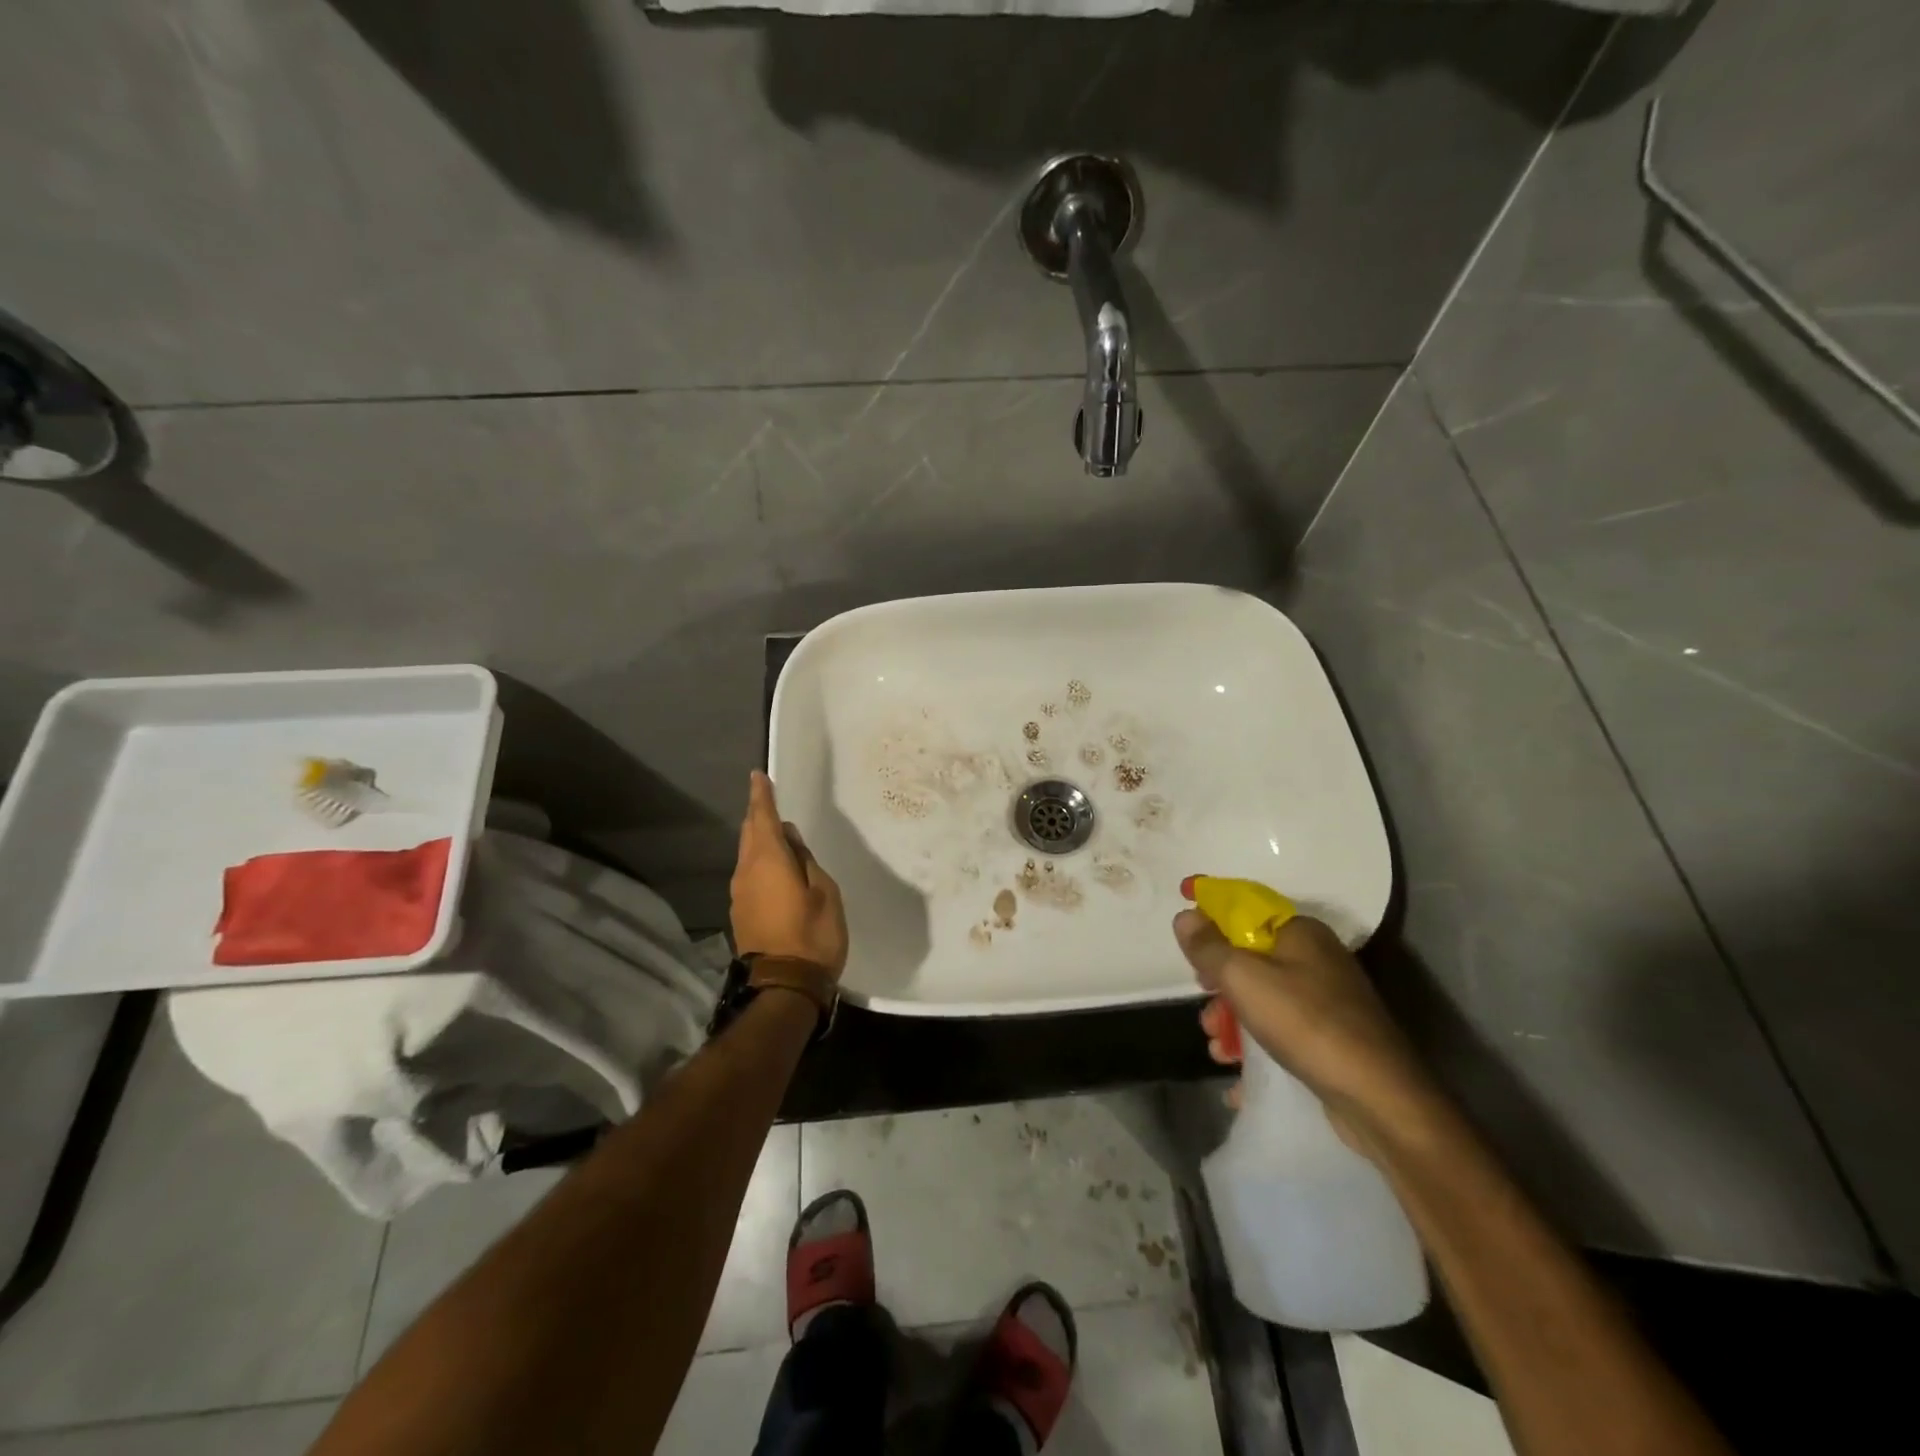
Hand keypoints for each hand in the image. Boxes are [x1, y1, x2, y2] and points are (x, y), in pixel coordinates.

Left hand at [731, 772, 848, 976]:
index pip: (763, 817)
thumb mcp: (824, 891)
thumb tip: (790, 839)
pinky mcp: (741, 913)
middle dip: (758, 815)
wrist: (784, 987)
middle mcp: (747, 872)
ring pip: (748, 855)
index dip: (762, 796)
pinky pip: (750, 875)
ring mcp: (740, 894)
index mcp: (769, 860)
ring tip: (778, 835)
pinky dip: (760, 862)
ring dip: (760, 840)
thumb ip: (805, 860)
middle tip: (768, 801)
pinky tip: (775, 869)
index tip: (758, 776)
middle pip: (750, 834)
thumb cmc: (813, 934)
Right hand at [1174, 909, 1440, 1154]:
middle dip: (1219, 986)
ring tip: (1219, 1051)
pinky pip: (1280, 1031)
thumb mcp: (1243, 978)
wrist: (1380, 1099)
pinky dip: (1256, 1048)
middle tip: (1205, 1008)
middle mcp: (1315, 958)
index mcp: (1300, 932)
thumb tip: (1185, 915)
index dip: (1209, 912)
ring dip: (1232, 1022)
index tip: (1182, 927)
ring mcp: (1327, 1000)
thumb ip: (1208, 946)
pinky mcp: (1331, 1037)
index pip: (1244, 907)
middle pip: (1249, 958)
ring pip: (1262, 998)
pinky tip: (1238, 1078)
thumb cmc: (1306, 1024)